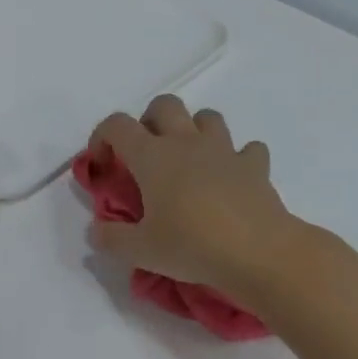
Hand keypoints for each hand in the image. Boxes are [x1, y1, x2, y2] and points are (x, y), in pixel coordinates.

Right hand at [87, 95, 309, 294]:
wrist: (261, 253)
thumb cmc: (193, 246)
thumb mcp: (141, 251)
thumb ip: (111, 238)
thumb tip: (96, 232)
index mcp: (152, 156)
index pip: (116, 125)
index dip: (101, 137)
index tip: (102, 166)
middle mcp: (185, 142)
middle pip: (164, 105)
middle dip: (150, 121)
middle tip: (146, 155)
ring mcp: (224, 150)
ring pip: (207, 117)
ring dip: (194, 130)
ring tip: (189, 161)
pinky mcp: (255, 167)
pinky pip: (247, 149)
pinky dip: (238, 158)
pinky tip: (232, 179)